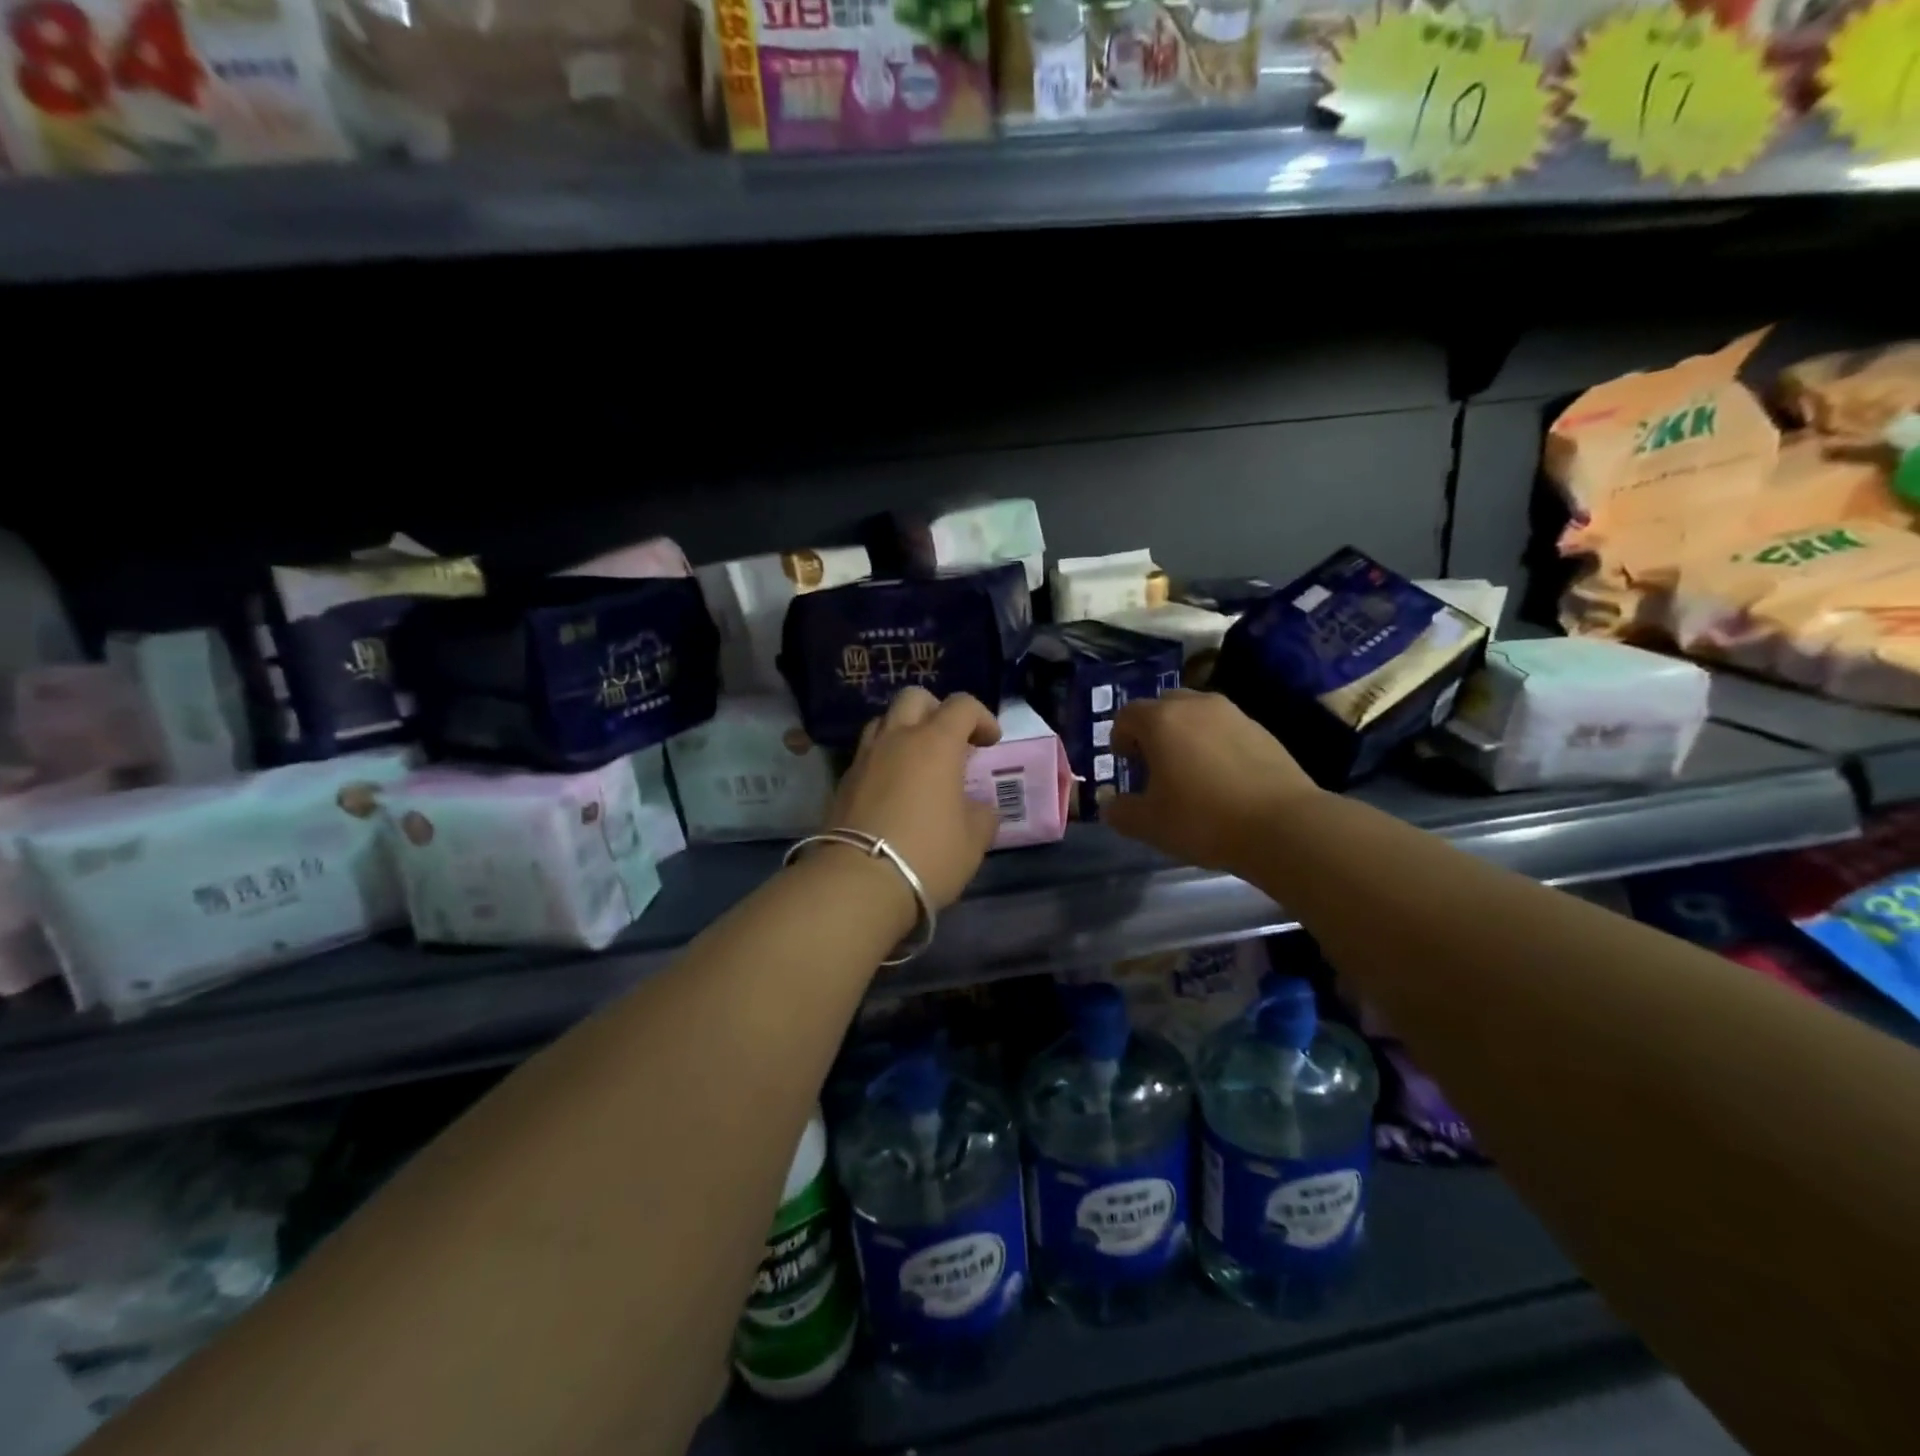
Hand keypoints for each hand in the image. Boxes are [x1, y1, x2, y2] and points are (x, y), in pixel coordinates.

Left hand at [823, 688, 1002, 911]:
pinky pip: (867, 754)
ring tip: (919, 762)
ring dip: (905, 731)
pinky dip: (884, 759)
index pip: (962, 705)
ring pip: (884, 722)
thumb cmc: (928, 855)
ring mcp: (864, 758)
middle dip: (937, 711)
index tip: (990, 743)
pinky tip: (894, 789)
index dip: (982, 717)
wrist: (859, 882)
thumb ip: (982, 815)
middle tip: (951, 741)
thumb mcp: (973, 840)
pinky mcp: (843, 782)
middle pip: (914, 698)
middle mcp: (897, 739)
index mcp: (935, 743)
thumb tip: (978, 808)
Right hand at [1104, 690, 1318, 874]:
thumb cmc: (1203, 820)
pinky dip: (1215, 744)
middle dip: (1152, 731)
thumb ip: (1120, 812)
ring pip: (1197, 715)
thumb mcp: (1149, 825)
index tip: (1127, 765)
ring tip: (1190, 772)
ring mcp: (1233, 714)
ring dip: (1185, 735)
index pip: (1127, 714)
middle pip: (1163, 706)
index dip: (1119, 738)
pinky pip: (1225, 729)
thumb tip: (1111, 805)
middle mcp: (1196, 706)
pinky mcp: (1262, 730)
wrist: (1283, 826)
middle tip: (1155, 765)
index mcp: (1161, 720)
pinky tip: (1223, 779)